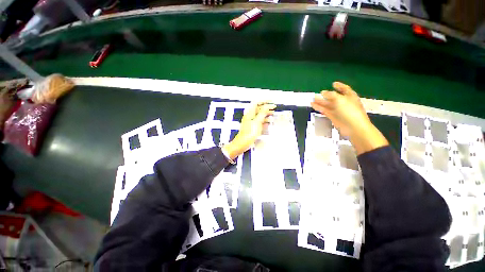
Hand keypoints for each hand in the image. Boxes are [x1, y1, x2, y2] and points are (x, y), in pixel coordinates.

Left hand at [222, 102, 275, 158]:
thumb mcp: (257, 122)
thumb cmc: (248, 133)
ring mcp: (251, 122)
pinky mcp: (252, 127)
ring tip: (272, 114)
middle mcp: (250, 116)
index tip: (271, 101)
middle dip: (266, 107)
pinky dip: (264, 120)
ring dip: (266, 114)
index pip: (257, 103)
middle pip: (258, 109)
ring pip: (259, 115)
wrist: (243, 143)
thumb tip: (267, 106)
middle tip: (273, 108)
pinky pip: (259, 121)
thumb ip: (262, 113)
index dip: (264, 101)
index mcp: (249, 113)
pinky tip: (268, 122)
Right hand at [311, 82, 387, 154]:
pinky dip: (319, 108)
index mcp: (350, 96)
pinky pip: (325, 110)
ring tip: (312, 99)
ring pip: (328, 104)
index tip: (333, 83)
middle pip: (334, 97)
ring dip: (320, 102)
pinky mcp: (333, 117)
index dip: (339, 86)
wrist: (354, 127)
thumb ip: (331, 95)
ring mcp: (338, 110)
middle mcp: (344, 103)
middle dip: (326, 95)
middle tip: (317, 93)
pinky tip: (313, 105)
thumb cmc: (350, 111)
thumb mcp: (340, 100)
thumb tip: (323, 92)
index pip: (344, 89)